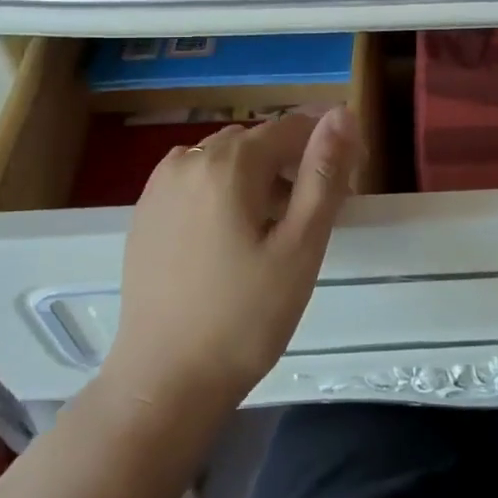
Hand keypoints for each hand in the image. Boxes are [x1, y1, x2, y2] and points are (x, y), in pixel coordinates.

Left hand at [107, 107, 362, 410]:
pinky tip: (234, 235)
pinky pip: (198, 180)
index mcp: (228, 163)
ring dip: (259, 176)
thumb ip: (324, 173)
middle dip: (294, 162)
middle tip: (317, 213)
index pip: (292, 126)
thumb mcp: (300, 246)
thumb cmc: (244, 317)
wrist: (163, 383)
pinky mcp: (145, 212)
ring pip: (227, 159)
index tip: (352, 181)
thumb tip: (342, 113)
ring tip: (278, 227)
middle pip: (258, 141)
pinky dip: (225, 190)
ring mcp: (159, 185)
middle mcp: (188, 159)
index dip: (329, 145)